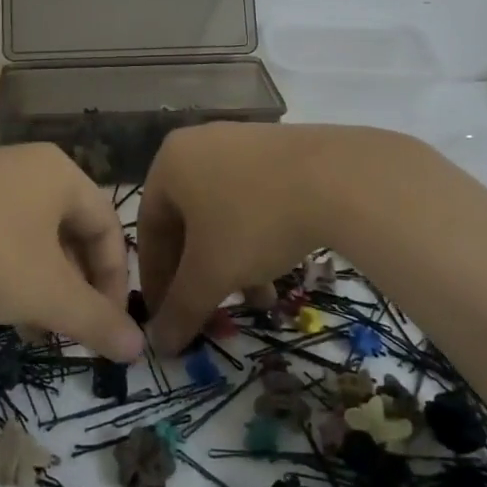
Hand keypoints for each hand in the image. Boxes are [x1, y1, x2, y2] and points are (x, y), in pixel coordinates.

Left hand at [0, 143, 143, 361]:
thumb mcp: (48, 293)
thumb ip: (97, 320)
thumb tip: (138, 348)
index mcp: (61, 173)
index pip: (108, 227)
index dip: (115, 281)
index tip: (106, 326)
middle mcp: (29, 165)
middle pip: (71, 231)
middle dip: (75, 287)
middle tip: (70, 330)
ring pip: (34, 235)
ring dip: (43, 283)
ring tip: (33, 328)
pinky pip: (0, 230)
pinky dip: (10, 268)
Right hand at [138, 122, 389, 353]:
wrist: (338, 178)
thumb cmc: (255, 221)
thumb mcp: (212, 273)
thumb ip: (181, 309)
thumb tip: (159, 345)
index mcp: (169, 163)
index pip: (148, 230)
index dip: (155, 281)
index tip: (167, 319)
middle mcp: (198, 144)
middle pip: (186, 222)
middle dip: (198, 274)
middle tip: (209, 312)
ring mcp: (240, 142)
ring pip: (222, 214)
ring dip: (230, 262)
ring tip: (256, 300)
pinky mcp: (277, 148)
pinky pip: (251, 198)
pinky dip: (255, 237)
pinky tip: (278, 270)